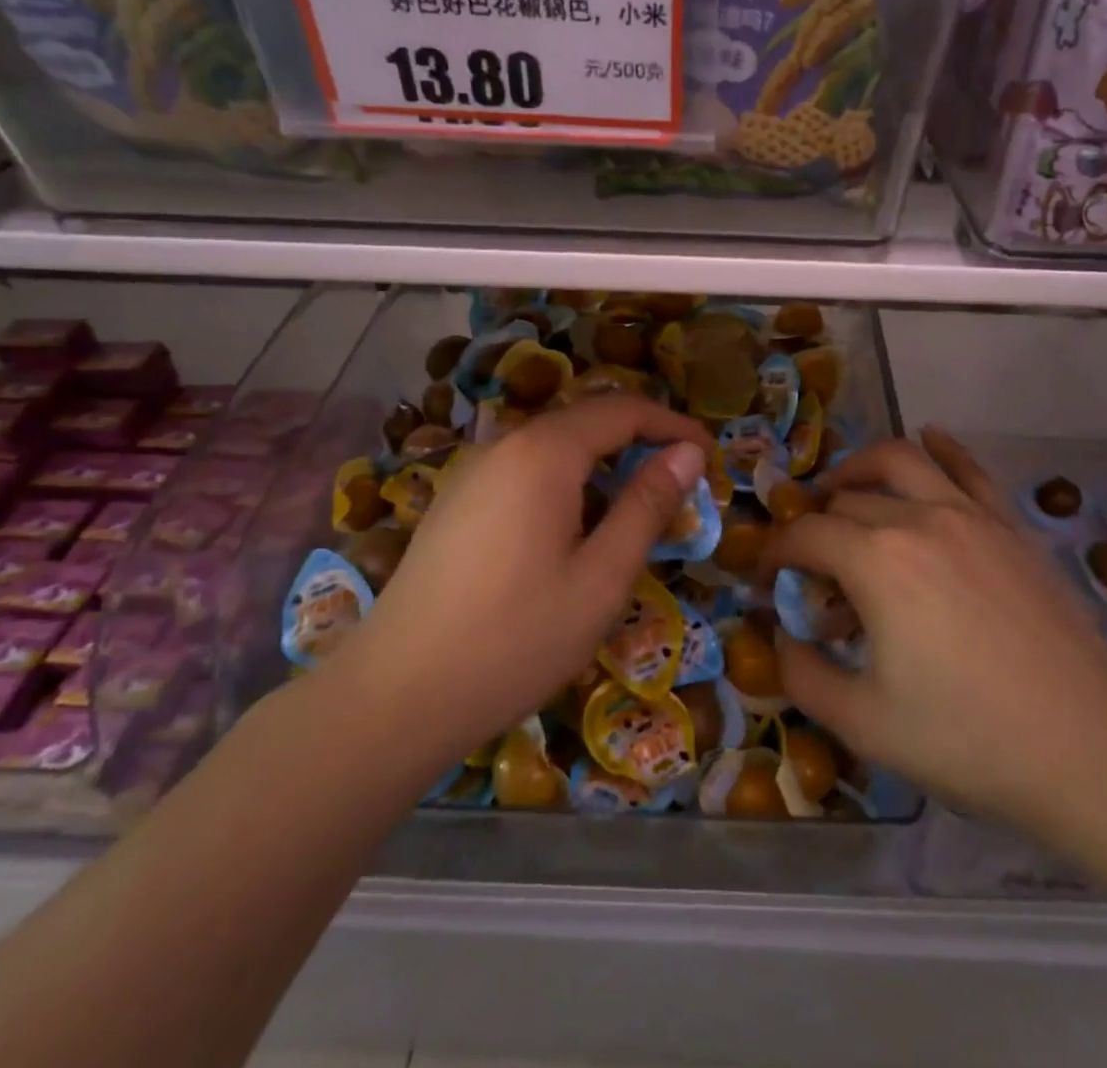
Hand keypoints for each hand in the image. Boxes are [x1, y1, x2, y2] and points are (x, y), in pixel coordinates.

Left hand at [323, 396, 714, 776]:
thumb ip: (647, 506)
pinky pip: (524, 472)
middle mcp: (505, 445)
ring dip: (602, 466)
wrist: (395, 696)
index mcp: (544, 452)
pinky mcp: (456, 502)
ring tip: (633, 515)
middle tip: (680, 488)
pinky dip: (566, 484)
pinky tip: (572, 534)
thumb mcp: (601, 577)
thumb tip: (689, 454)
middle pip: (587, 421)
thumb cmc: (515, 638)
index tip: (711, 458)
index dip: (674, 427)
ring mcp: (473, 472)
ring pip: (554, 447)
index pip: (624, 410)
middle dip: (640, 443)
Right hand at [765, 427, 1106, 845]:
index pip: (804, 536)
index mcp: (876, 561)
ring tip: (843, 490)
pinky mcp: (1010, 526)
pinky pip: (969, 468)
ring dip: (859, 469)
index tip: (763, 580)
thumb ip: (803, 675)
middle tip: (810, 569)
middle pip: (845, 501)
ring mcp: (971, 515)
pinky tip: (931, 435)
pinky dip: (941, 447)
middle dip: (814, 528)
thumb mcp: (863, 723)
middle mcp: (919, 519)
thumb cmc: (969, 739)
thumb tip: (781, 637)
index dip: (772, 554)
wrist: (1091, 750)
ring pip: (900, 460)